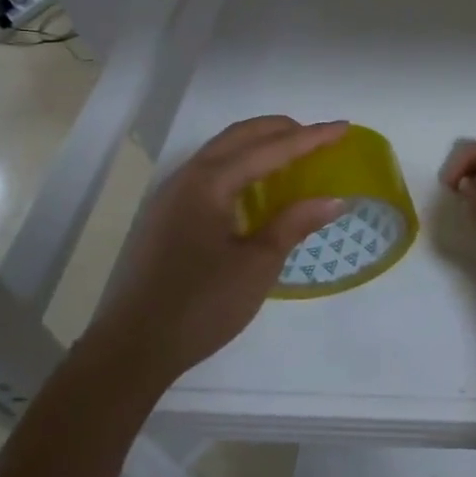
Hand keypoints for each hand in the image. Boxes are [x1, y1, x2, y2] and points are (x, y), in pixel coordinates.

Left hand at [90, 116, 348, 389]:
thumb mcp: (257, 265)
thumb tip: (334, 199)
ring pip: (222, 151)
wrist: (131, 349)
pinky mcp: (167, 215)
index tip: (344, 127)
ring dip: (259, 144)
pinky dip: (241, 164)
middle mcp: (188, 177)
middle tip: (319, 137)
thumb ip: (294, 224)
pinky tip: (257, 187)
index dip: (311, 138)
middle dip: (282, 129)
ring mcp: (172, 195)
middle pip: (240, 136)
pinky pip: (210, 171)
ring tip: (293, 154)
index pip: (270, 149)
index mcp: (210, 183)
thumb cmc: (200, 306)